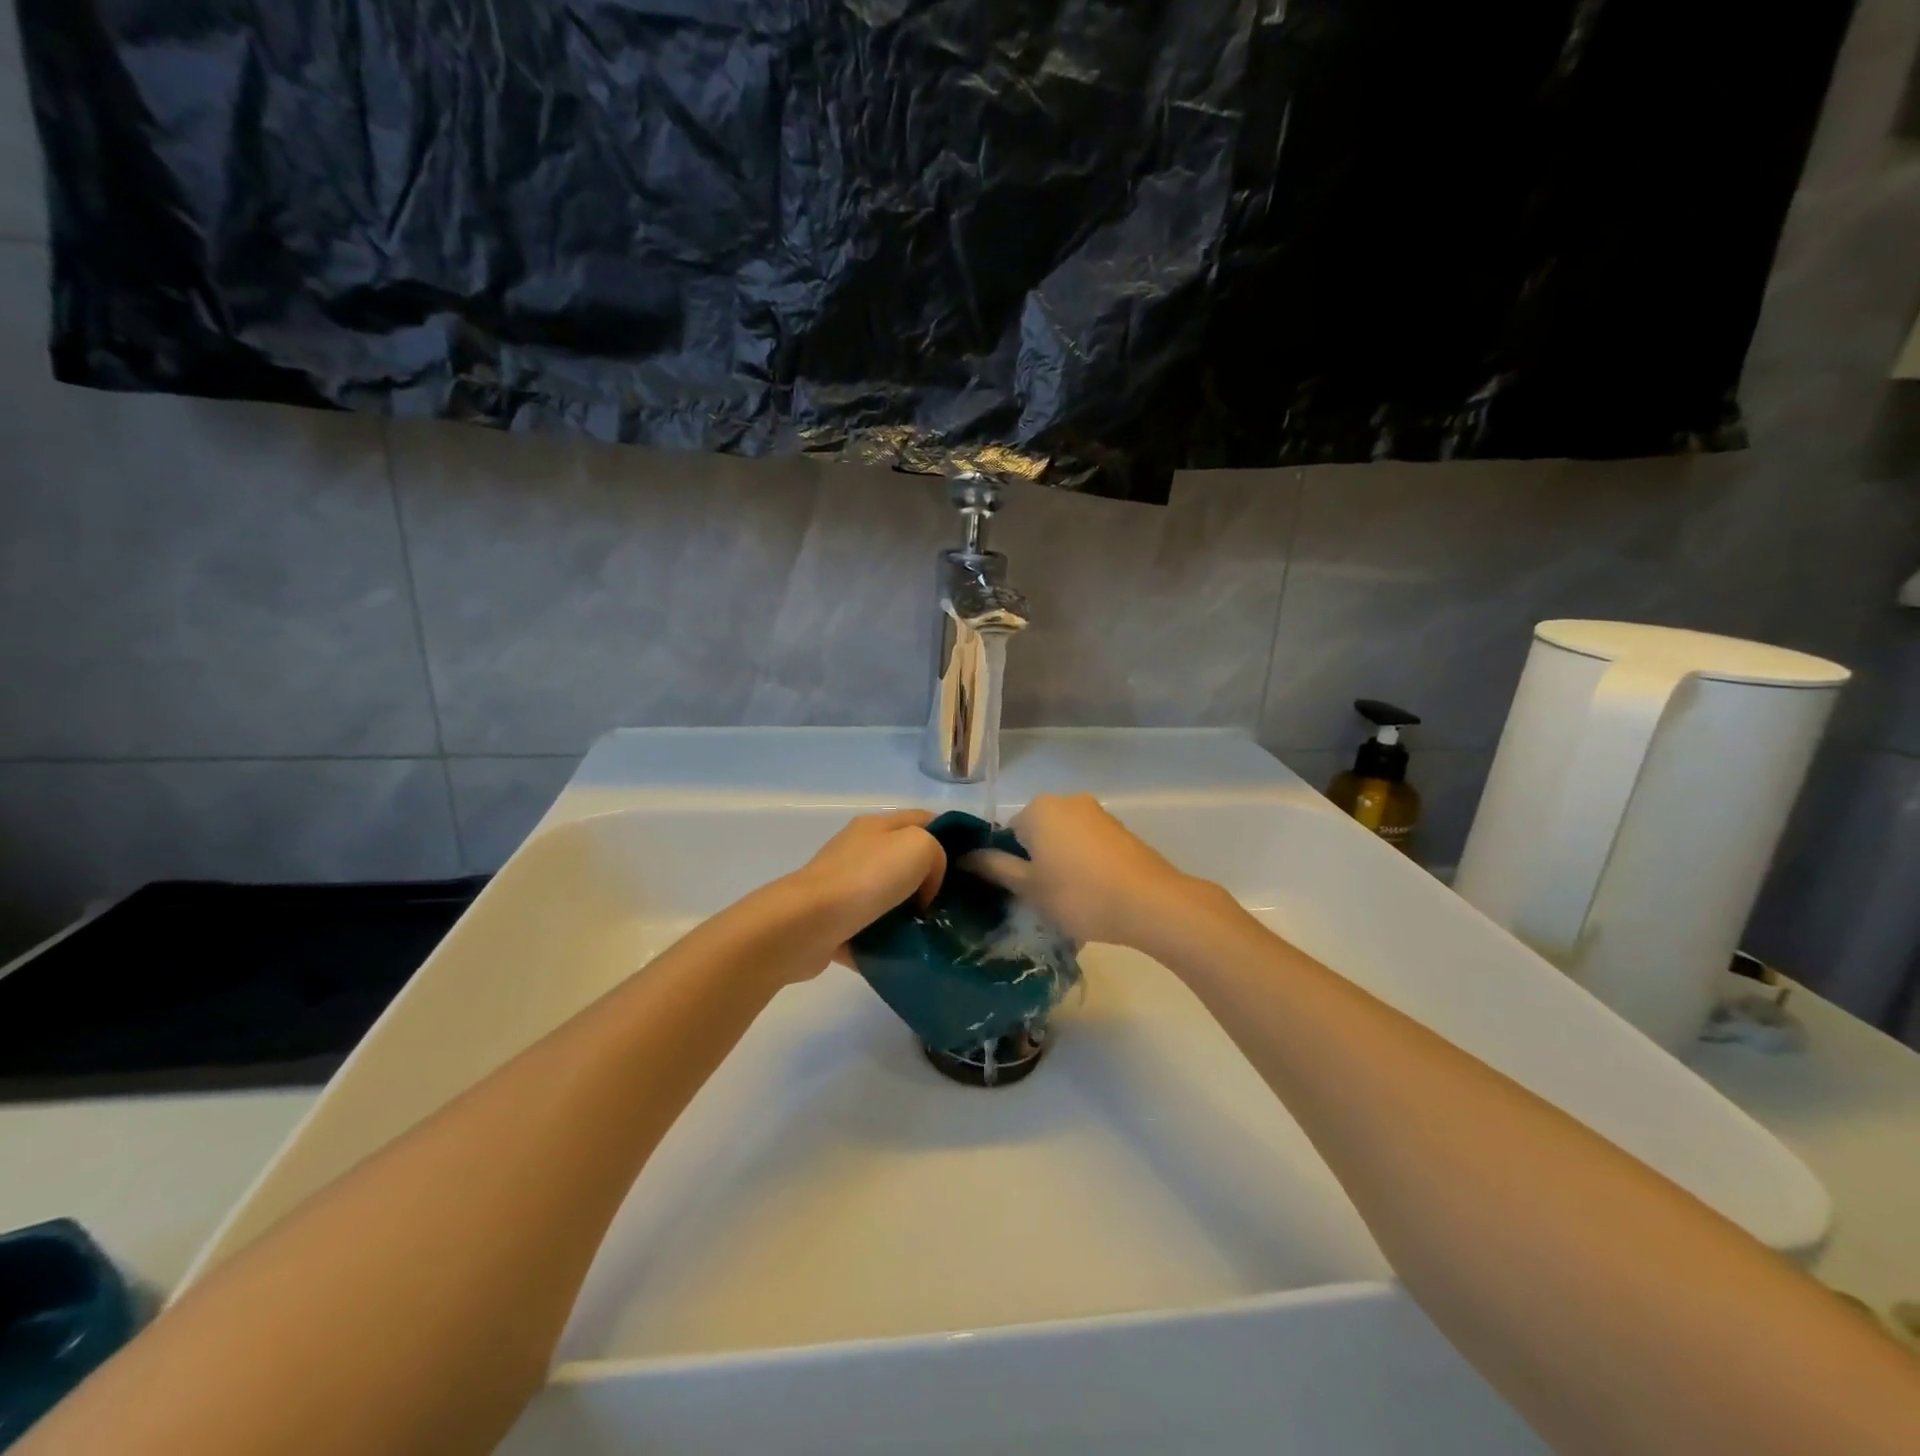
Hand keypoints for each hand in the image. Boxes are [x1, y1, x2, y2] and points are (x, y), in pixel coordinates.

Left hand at [787, 810, 946, 961]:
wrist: (807, 925)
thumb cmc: (866, 878)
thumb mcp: (918, 846)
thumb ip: (937, 854)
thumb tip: (926, 887)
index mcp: (877, 826)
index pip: (924, 819)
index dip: (952, 836)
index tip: (975, 866)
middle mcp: (859, 852)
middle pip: (907, 861)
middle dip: (934, 882)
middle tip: (958, 905)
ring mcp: (844, 889)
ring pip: (891, 899)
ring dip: (911, 916)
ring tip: (937, 935)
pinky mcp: (836, 924)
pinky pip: (872, 931)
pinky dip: (889, 943)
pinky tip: (908, 956)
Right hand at [965, 793, 1198, 947]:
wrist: (1149, 903)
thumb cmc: (1079, 894)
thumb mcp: (1029, 887)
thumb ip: (995, 868)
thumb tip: (964, 856)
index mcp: (1039, 808)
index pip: (1006, 832)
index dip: (1007, 863)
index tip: (1016, 892)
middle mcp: (1067, 800)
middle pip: (1036, 832)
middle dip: (1035, 861)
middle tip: (1040, 898)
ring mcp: (1098, 813)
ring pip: (1063, 838)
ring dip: (1060, 862)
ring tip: (1068, 899)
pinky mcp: (1120, 829)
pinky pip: (1088, 843)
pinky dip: (1083, 862)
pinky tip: (1092, 892)